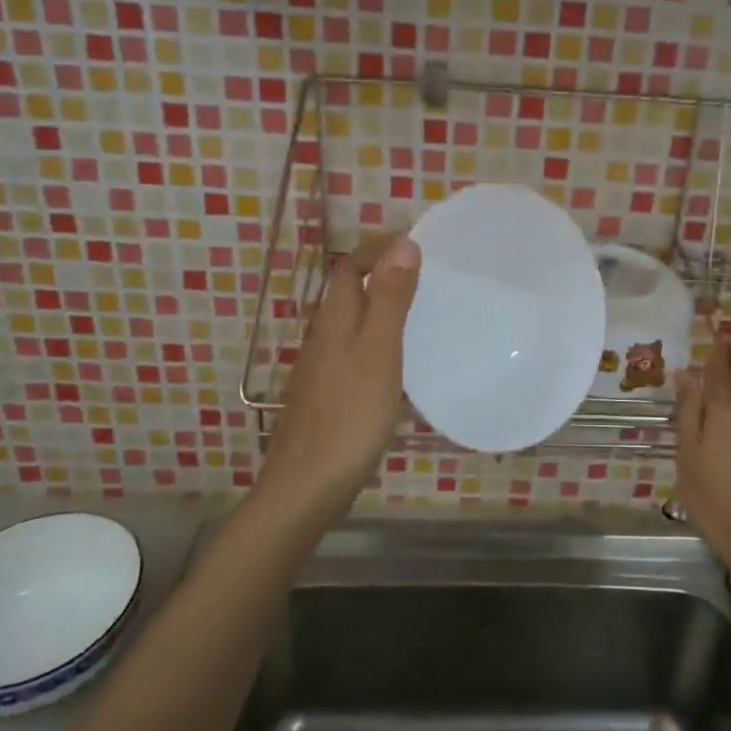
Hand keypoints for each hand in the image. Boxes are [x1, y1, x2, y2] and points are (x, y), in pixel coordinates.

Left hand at [257, 235, 420, 524]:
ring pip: (350, 323)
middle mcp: (322, 338)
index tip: (415, 245)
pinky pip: (352, 352)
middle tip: (424, 276)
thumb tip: (403, 242)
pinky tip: (397, 364)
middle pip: (346, 293)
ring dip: (379, 308)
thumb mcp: (379, 351)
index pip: (348, 267)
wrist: (306, 487)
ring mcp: (320, 370)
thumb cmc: (349, 416)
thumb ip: (390, 299)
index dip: (376, 250)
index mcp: (334, 320)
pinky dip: (376, 341)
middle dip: (379, 275)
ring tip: (419, 313)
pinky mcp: (326, 397)